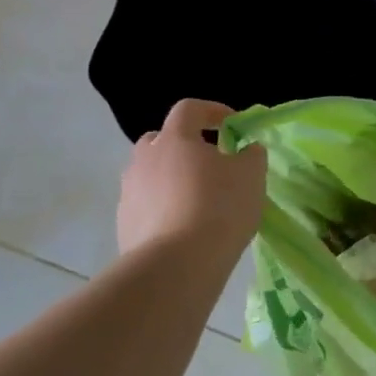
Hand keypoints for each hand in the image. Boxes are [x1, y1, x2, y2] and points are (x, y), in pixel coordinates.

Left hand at [117, 99, 266, 260]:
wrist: (175, 266)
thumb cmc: (218, 208)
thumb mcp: (251, 175)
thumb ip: (251, 154)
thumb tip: (246, 149)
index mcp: (175, 139)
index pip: (189, 109)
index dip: (213, 111)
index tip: (234, 125)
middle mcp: (145, 159)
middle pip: (161, 140)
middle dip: (184, 145)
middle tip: (210, 163)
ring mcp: (129, 193)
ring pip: (151, 174)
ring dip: (172, 179)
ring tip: (199, 200)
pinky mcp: (124, 225)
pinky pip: (146, 205)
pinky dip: (164, 208)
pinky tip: (185, 228)